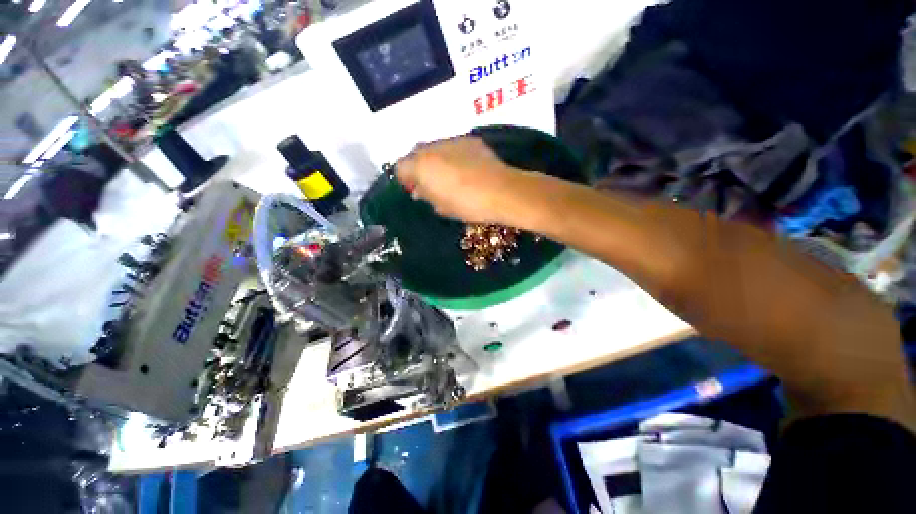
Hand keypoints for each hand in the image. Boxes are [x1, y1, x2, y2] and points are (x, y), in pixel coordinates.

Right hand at [395, 136, 519, 224]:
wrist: (502, 191)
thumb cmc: (468, 204)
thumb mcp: (442, 207)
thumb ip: (426, 195)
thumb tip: (420, 190)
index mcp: (421, 166)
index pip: (400, 166)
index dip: (405, 179)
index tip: (414, 190)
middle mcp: (432, 147)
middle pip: (415, 153)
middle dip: (418, 166)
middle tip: (430, 183)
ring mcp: (452, 140)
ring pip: (435, 147)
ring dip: (436, 160)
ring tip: (450, 175)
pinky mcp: (470, 140)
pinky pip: (453, 146)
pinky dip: (453, 156)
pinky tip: (466, 169)